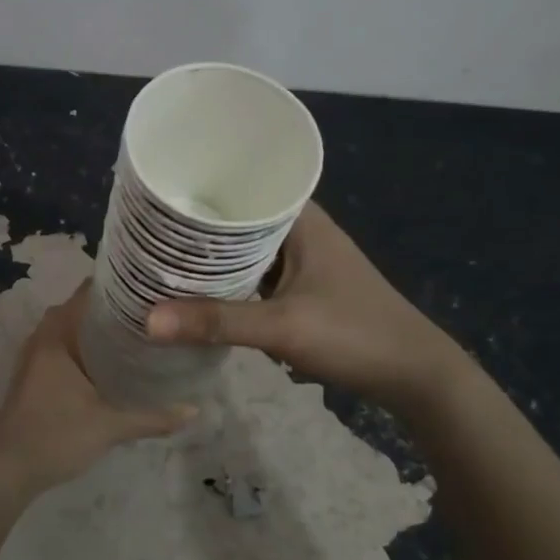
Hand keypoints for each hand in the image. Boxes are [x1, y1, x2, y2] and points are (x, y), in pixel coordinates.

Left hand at [0, 284, 195, 551]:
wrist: (8, 470)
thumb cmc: (56, 436)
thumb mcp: (110, 426)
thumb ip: (153, 417)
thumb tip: (194, 409)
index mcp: (56, 336)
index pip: (87, 292)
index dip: (117, 285)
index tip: (149, 286)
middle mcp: (42, 337)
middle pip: (80, 308)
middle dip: (112, 308)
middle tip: (151, 311)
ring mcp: (35, 356)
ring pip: (70, 328)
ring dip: (97, 328)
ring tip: (137, 331)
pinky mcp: (34, 374)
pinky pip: (63, 346)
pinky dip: (85, 346)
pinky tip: (112, 361)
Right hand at [145, 202, 465, 411]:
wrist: (415, 376)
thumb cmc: (355, 334)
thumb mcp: (283, 327)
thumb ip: (216, 322)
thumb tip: (147, 320)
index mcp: (300, 219)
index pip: (242, 184)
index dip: (198, 186)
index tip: (155, 194)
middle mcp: (299, 230)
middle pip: (237, 218)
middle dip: (195, 226)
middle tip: (144, 229)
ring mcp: (301, 260)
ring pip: (243, 249)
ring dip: (210, 256)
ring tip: (159, 255)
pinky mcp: (301, 287)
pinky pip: (252, 273)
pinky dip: (227, 279)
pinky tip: (196, 289)